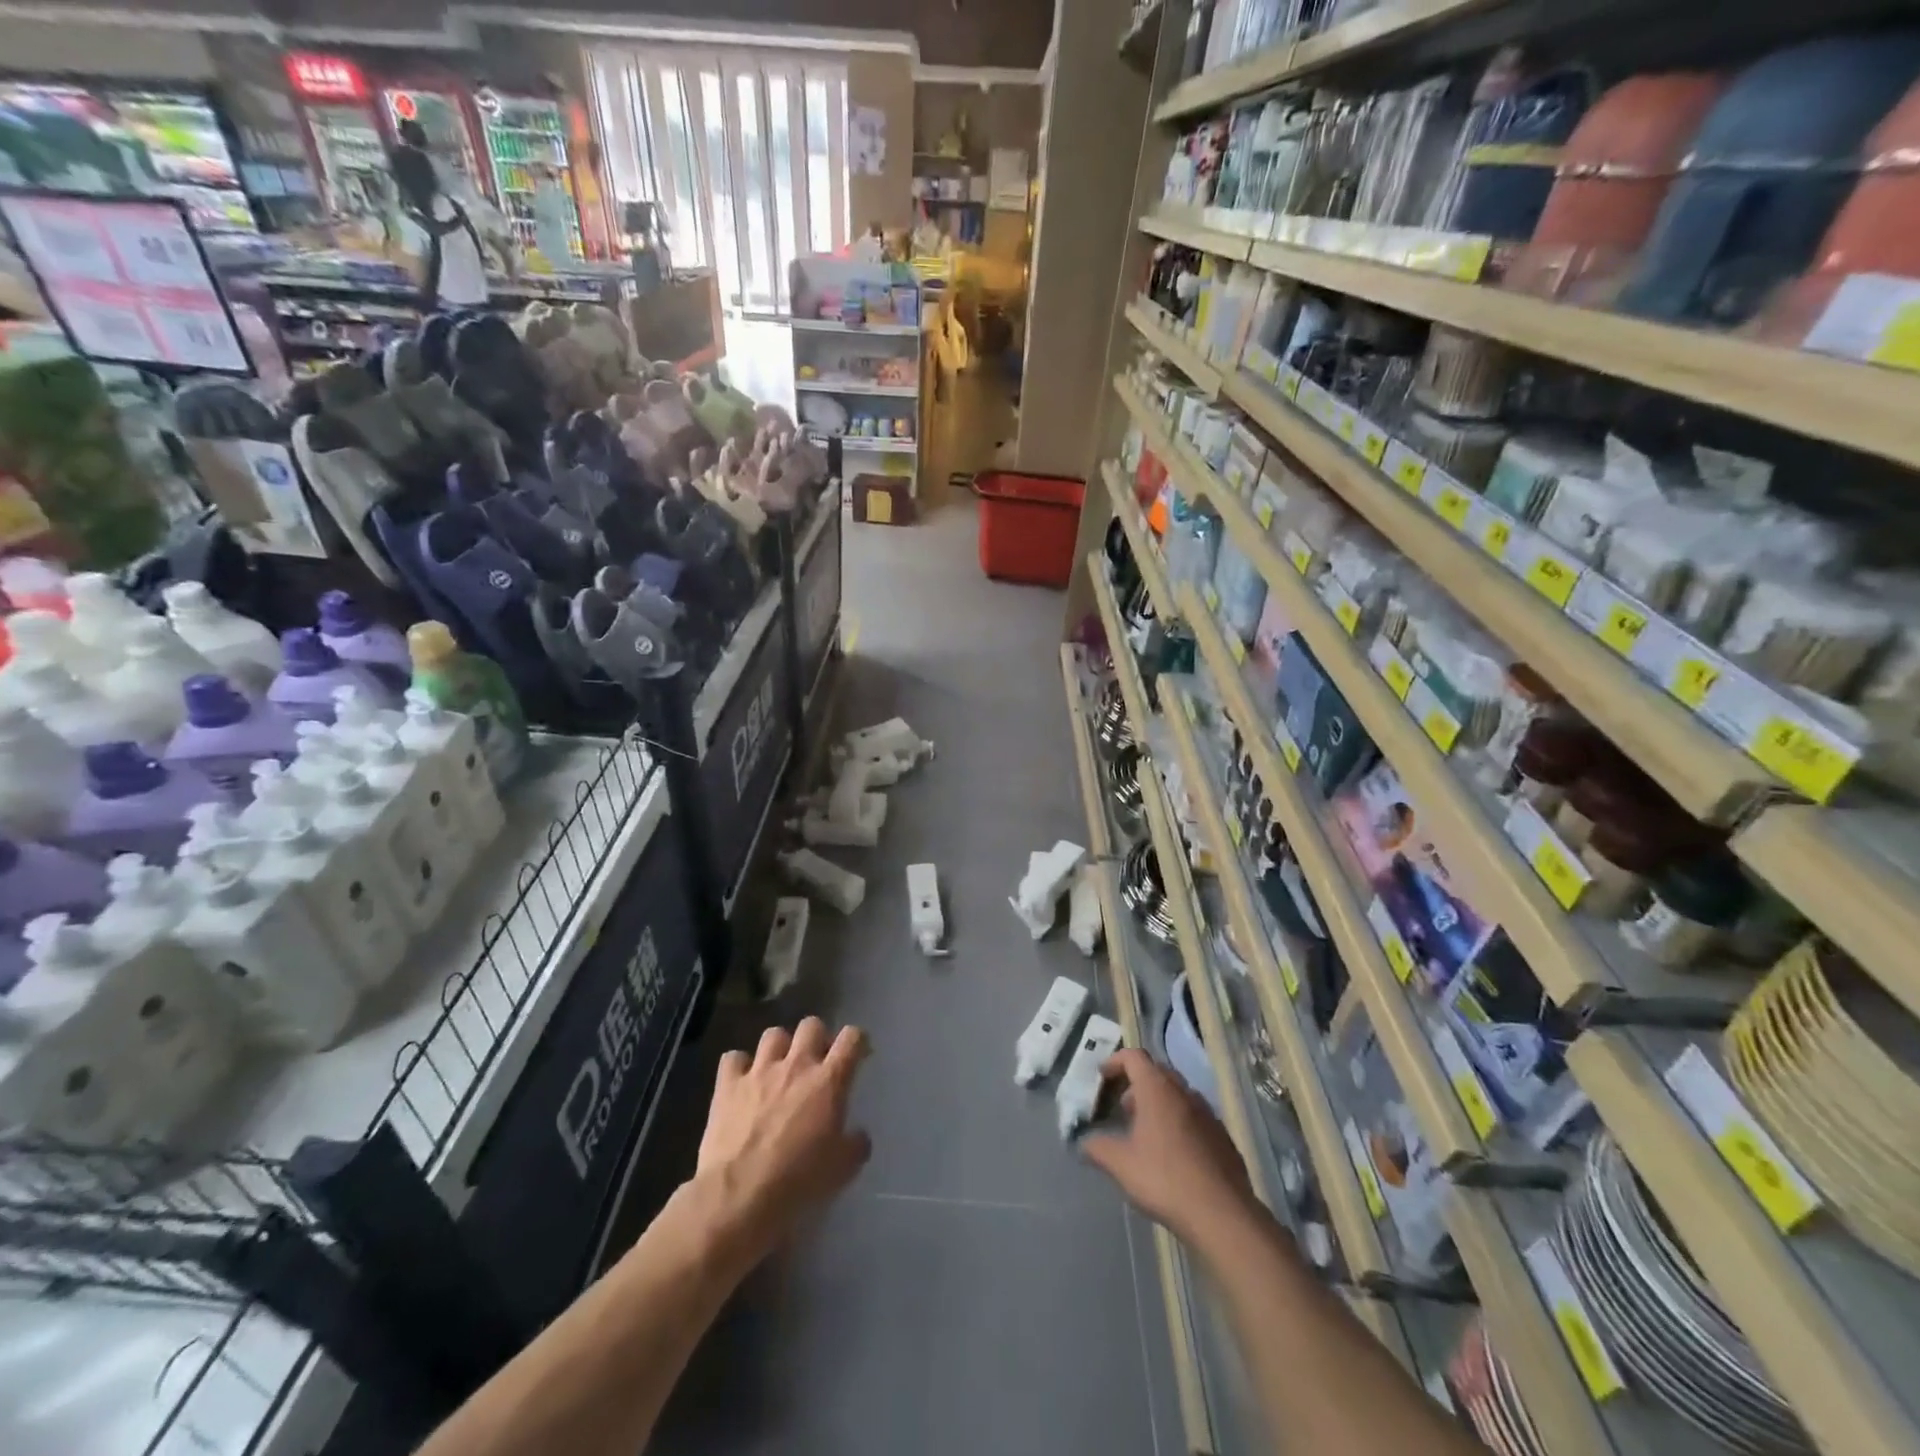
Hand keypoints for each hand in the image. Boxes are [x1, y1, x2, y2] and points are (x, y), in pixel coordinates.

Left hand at [697, 1018, 871, 1256]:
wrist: (739, 1197)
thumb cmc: (799, 1182)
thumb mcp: (843, 1169)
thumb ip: (856, 1144)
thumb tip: (857, 1136)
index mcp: (829, 1081)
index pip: (851, 1038)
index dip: (858, 1040)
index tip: (858, 1054)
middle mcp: (796, 1065)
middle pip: (811, 1025)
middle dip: (817, 1038)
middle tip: (817, 1062)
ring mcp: (759, 1071)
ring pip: (774, 1034)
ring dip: (780, 1048)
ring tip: (779, 1069)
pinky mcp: (727, 1085)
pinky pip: (733, 1057)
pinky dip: (739, 1066)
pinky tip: (742, 1082)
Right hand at [1080, 1049, 1257, 1242]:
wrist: (1222, 1214)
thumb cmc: (1165, 1179)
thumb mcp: (1121, 1164)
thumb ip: (1097, 1148)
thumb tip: (1083, 1142)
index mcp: (1157, 1089)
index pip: (1134, 1056)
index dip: (1115, 1061)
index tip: (1102, 1077)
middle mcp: (1184, 1093)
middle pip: (1157, 1072)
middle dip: (1137, 1083)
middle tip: (1122, 1106)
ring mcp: (1208, 1114)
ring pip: (1178, 1095)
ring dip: (1159, 1103)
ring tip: (1145, 1131)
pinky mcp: (1223, 1137)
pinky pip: (1195, 1117)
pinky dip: (1179, 1123)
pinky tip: (1172, 1154)